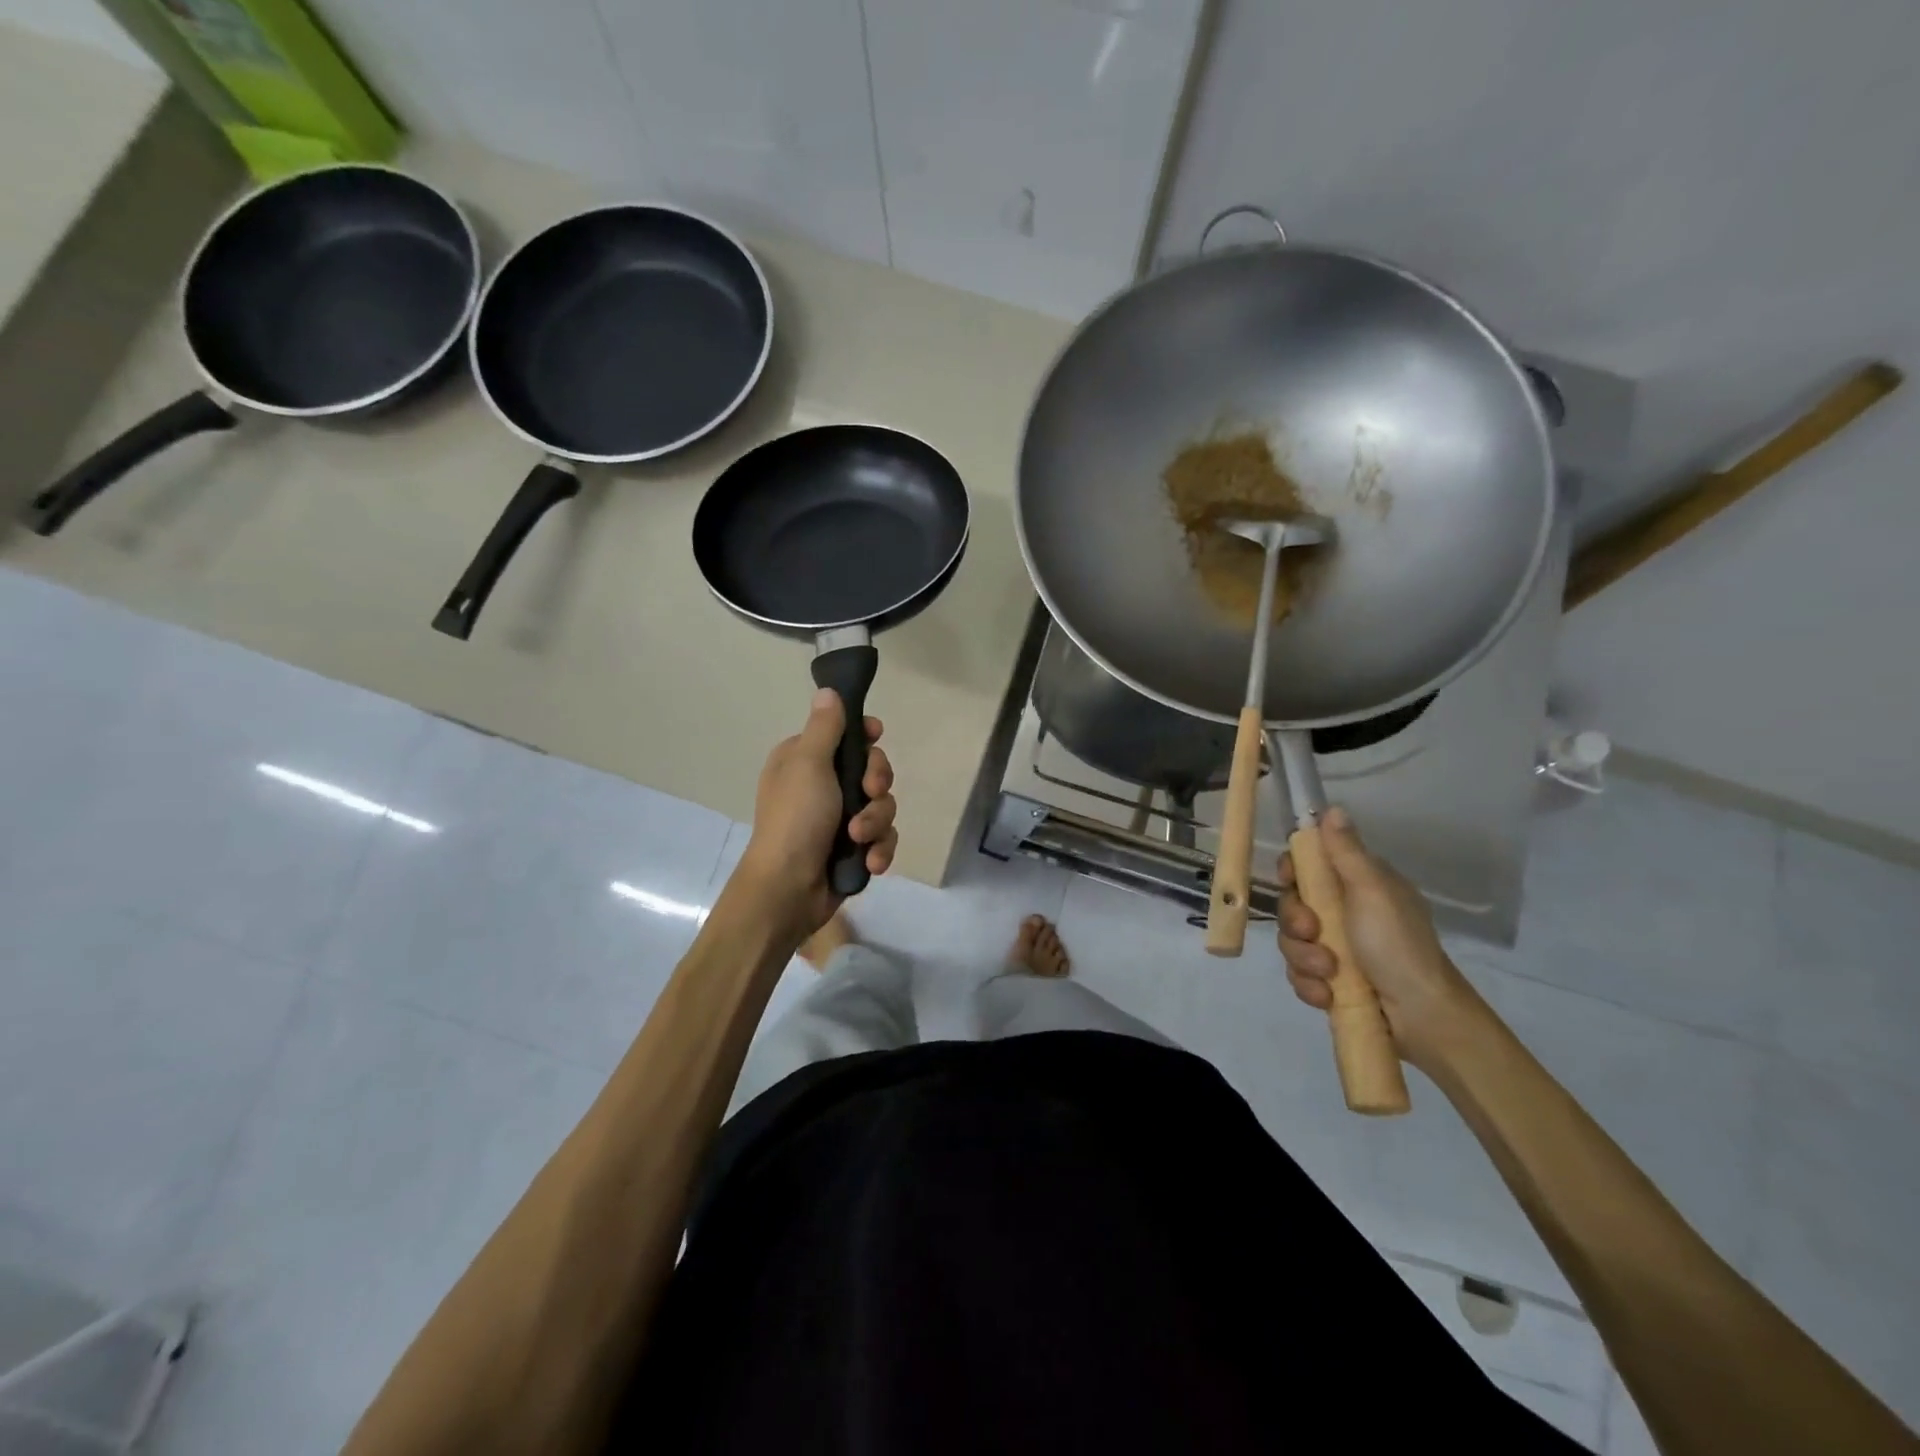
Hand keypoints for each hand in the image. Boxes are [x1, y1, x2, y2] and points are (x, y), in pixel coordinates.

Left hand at [734, 689, 898, 937]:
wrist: (788, 889)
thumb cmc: (795, 819)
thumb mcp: (808, 764)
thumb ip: (825, 727)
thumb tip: (828, 690)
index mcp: (805, 760)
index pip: (846, 735)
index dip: (865, 736)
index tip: (875, 736)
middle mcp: (823, 786)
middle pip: (873, 769)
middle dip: (877, 784)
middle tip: (868, 793)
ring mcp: (840, 819)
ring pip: (882, 805)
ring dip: (876, 822)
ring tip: (859, 839)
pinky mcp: (854, 849)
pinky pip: (883, 837)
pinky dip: (879, 849)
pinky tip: (870, 861)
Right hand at [1277, 807, 1489, 1074]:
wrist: (1421, 1016)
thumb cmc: (1397, 944)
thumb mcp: (1371, 890)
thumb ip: (1345, 851)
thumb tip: (1332, 808)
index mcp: (1357, 885)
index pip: (1308, 865)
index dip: (1291, 872)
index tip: (1290, 881)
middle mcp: (1344, 912)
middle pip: (1292, 905)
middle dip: (1296, 924)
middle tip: (1314, 934)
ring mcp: (1336, 948)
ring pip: (1292, 942)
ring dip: (1304, 959)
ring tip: (1329, 974)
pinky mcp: (1330, 981)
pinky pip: (1299, 974)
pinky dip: (1310, 985)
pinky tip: (1327, 995)